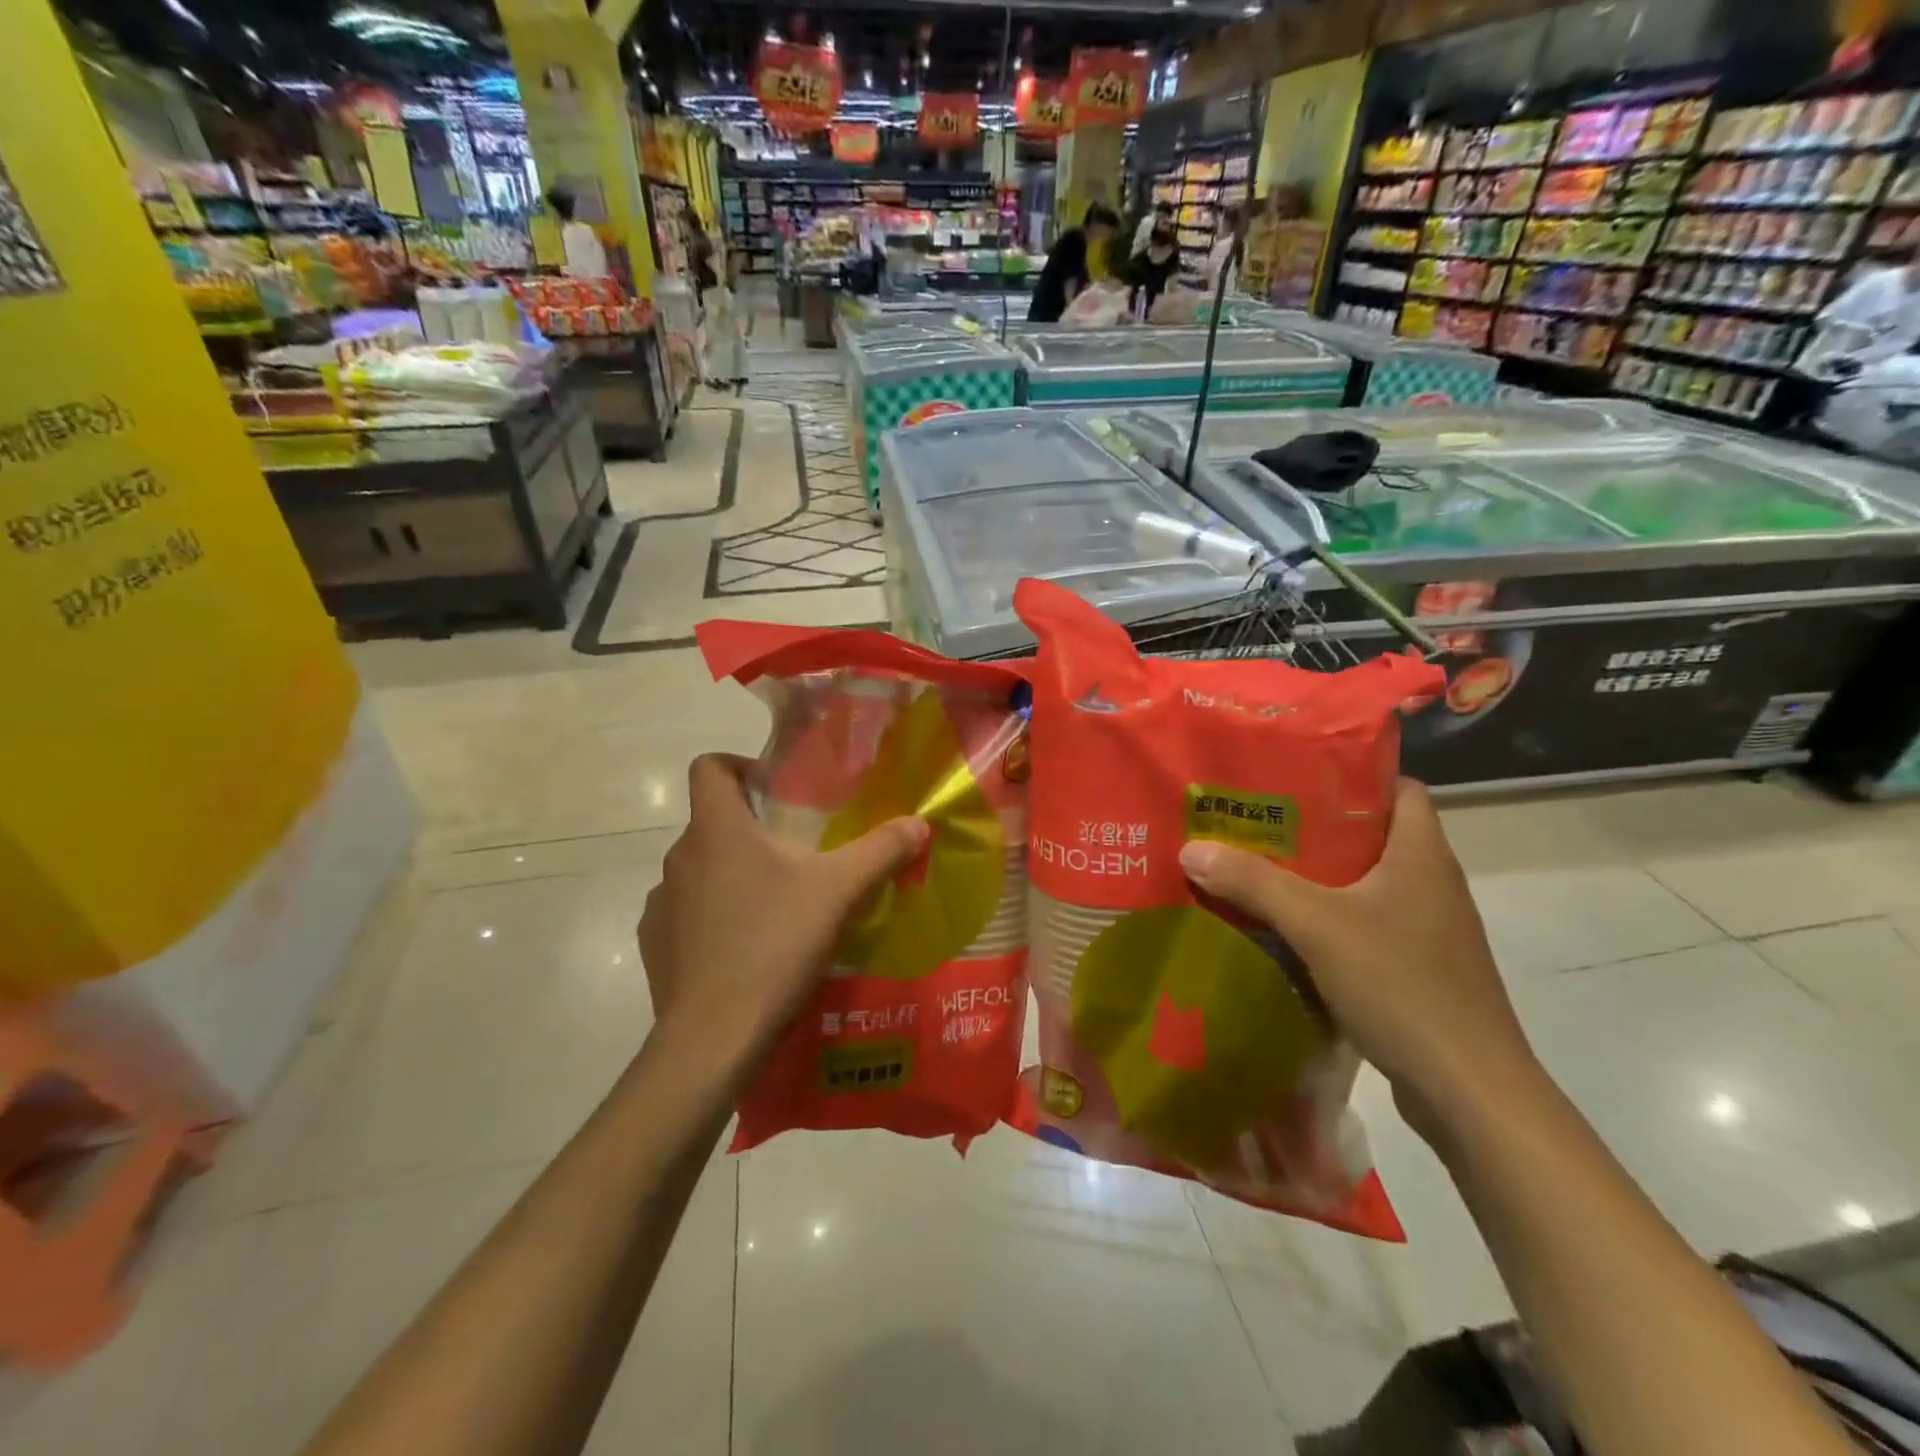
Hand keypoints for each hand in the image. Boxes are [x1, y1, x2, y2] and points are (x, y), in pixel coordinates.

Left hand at [639, 754, 927, 1051]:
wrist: (714, 1036)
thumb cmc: (775, 944)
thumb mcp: (840, 892)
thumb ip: (881, 850)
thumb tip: (919, 823)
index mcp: (717, 828)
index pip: (708, 766)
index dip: (738, 765)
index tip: (773, 790)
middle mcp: (679, 856)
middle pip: (712, 821)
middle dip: (752, 830)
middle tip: (798, 856)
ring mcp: (661, 903)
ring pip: (700, 870)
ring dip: (732, 876)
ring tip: (775, 907)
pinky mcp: (654, 945)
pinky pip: (685, 914)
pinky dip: (712, 918)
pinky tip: (744, 948)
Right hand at [1177, 778, 1539, 1141]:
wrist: (1469, 1091)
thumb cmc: (1402, 985)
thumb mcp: (1316, 924)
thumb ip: (1254, 882)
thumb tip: (1192, 848)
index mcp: (1422, 854)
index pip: (1399, 787)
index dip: (1353, 773)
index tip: (1295, 772)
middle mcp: (1431, 883)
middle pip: (1373, 834)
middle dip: (1315, 825)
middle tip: (1256, 818)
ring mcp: (1429, 929)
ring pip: (1367, 882)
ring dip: (1318, 875)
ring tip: (1259, 866)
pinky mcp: (1420, 968)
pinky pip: (1367, 923)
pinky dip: (1328, 917)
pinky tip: (1286, 928)